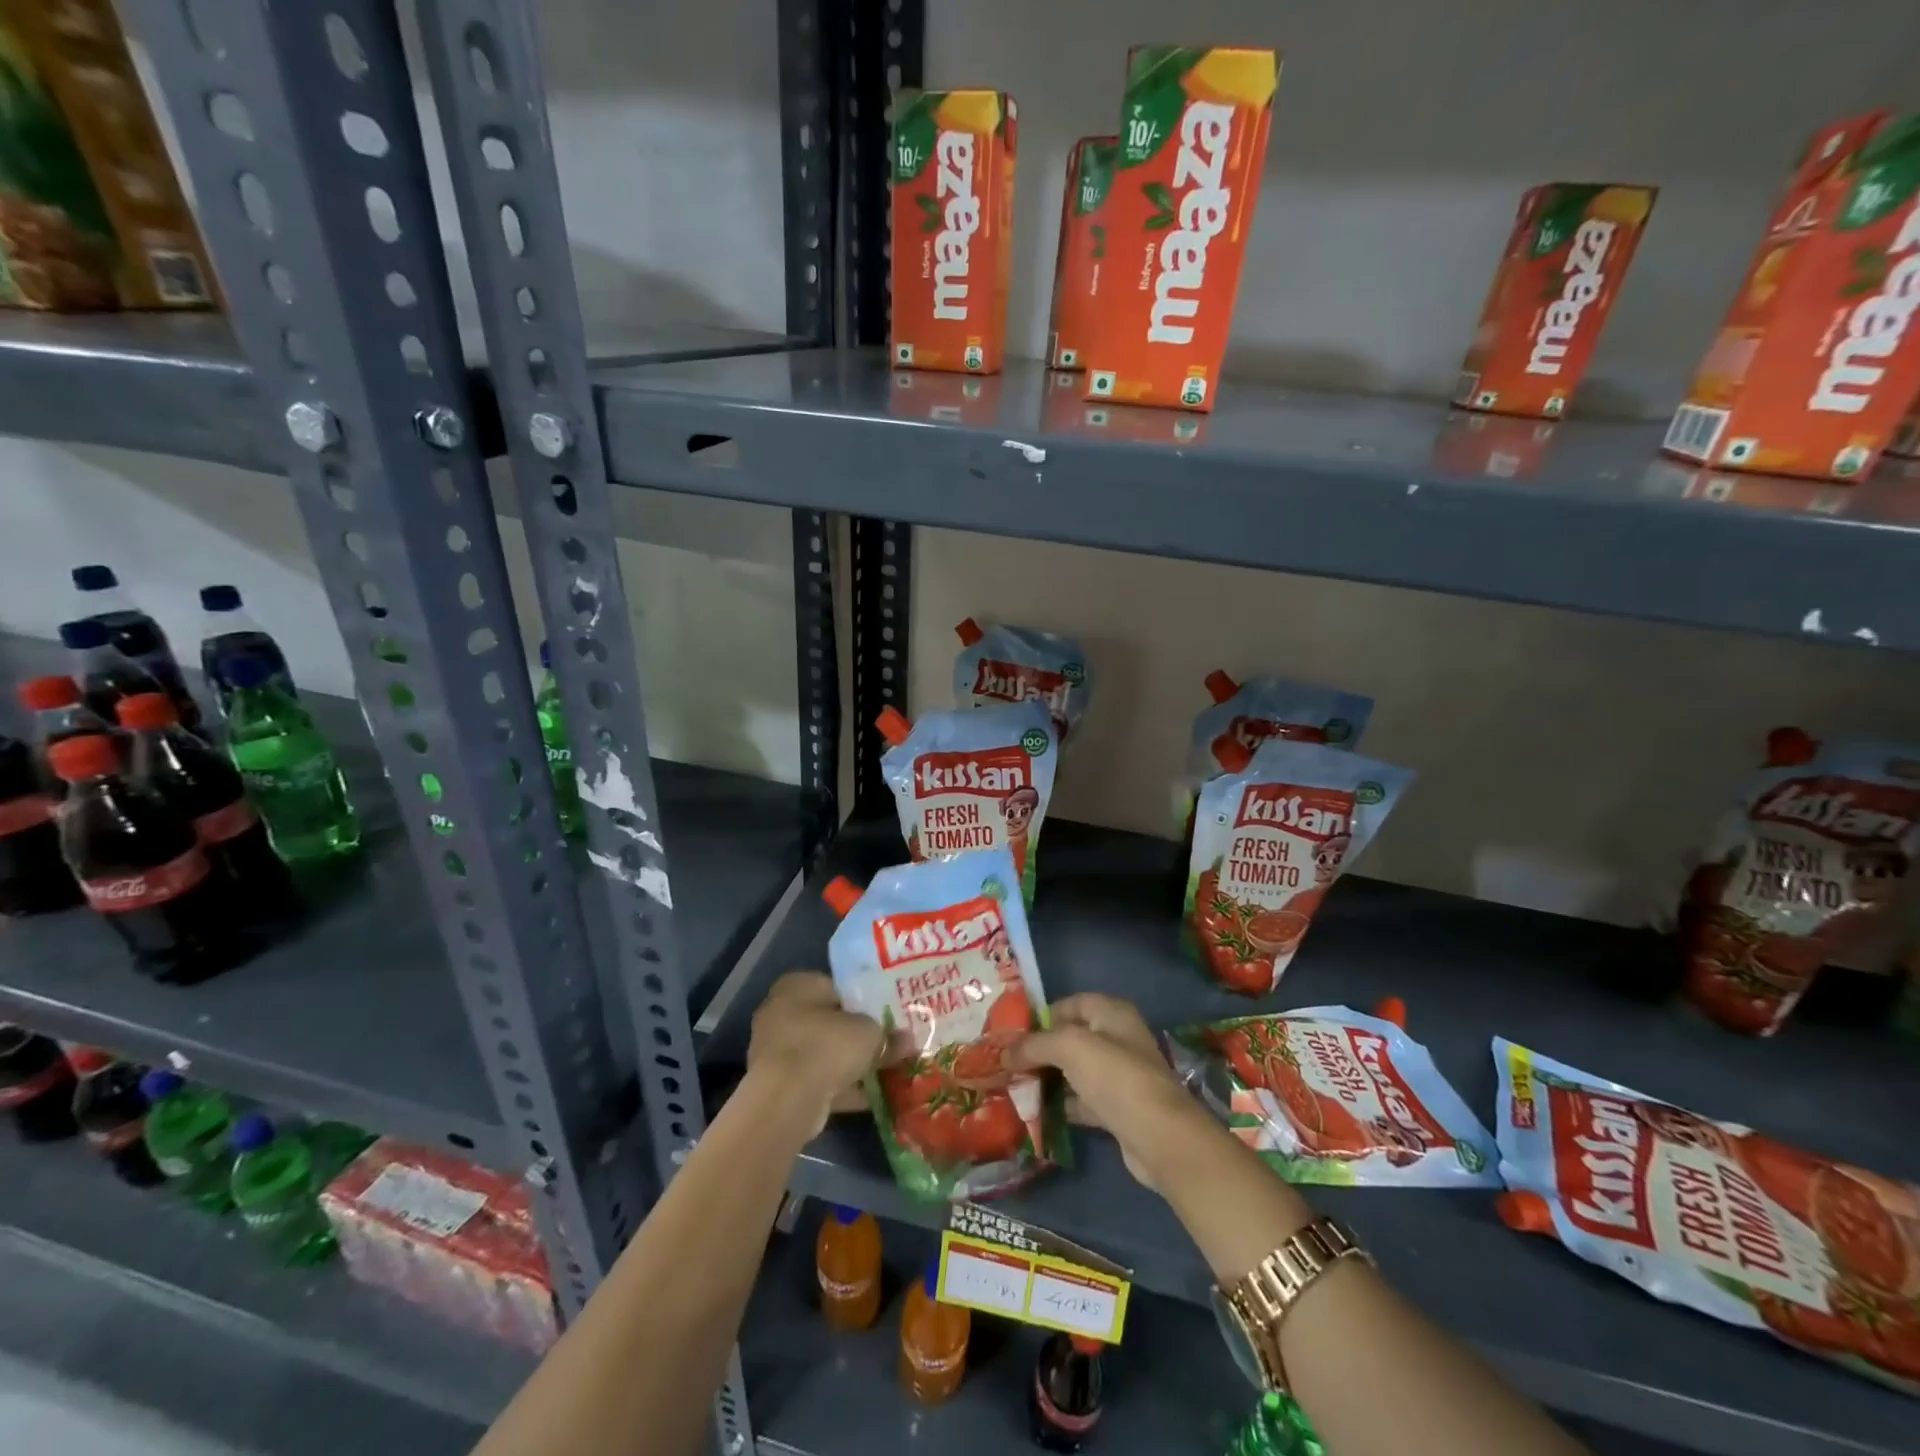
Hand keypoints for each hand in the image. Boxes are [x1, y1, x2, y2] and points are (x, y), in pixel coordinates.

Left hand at [747, 972, 888, 1131]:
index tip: (887, 1013)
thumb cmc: (827, 1045)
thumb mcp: (869, 1033)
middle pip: (830, 1022)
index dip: (863, 999)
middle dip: (857, 1035)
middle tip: (888, 1043)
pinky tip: (874, 1098)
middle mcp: (781, 1013)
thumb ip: (888, 1035)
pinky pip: (819, 1081)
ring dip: (851, 1064)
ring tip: (887, 1071)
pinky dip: (843, 1089)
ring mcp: (778, 1052)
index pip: (836, 986)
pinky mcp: (780, 1087)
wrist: (786, 1100)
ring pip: (824, 1054)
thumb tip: (908, 1041)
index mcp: (797, 985)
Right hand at [1005, 992, 1204, 1189]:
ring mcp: (1119, 1077)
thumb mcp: (1069, 1047)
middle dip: (1040, 1050)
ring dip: (1048, 1078)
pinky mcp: (1118, 1110)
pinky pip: (1082, 1100)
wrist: (1159, 1137)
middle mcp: (1118, 1039)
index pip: (1071, 1004)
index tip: (1012, 1034)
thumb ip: (1034, 1045)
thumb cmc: (1114, 1077)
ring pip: (1075, 1071)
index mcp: (1112, 1013)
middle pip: (1071, 1039)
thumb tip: (1003, 1052)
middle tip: (1007, 1063)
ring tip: (1014, 1086)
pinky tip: (1036, 1112)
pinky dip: (1061, 1104)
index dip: (1042, 1016)